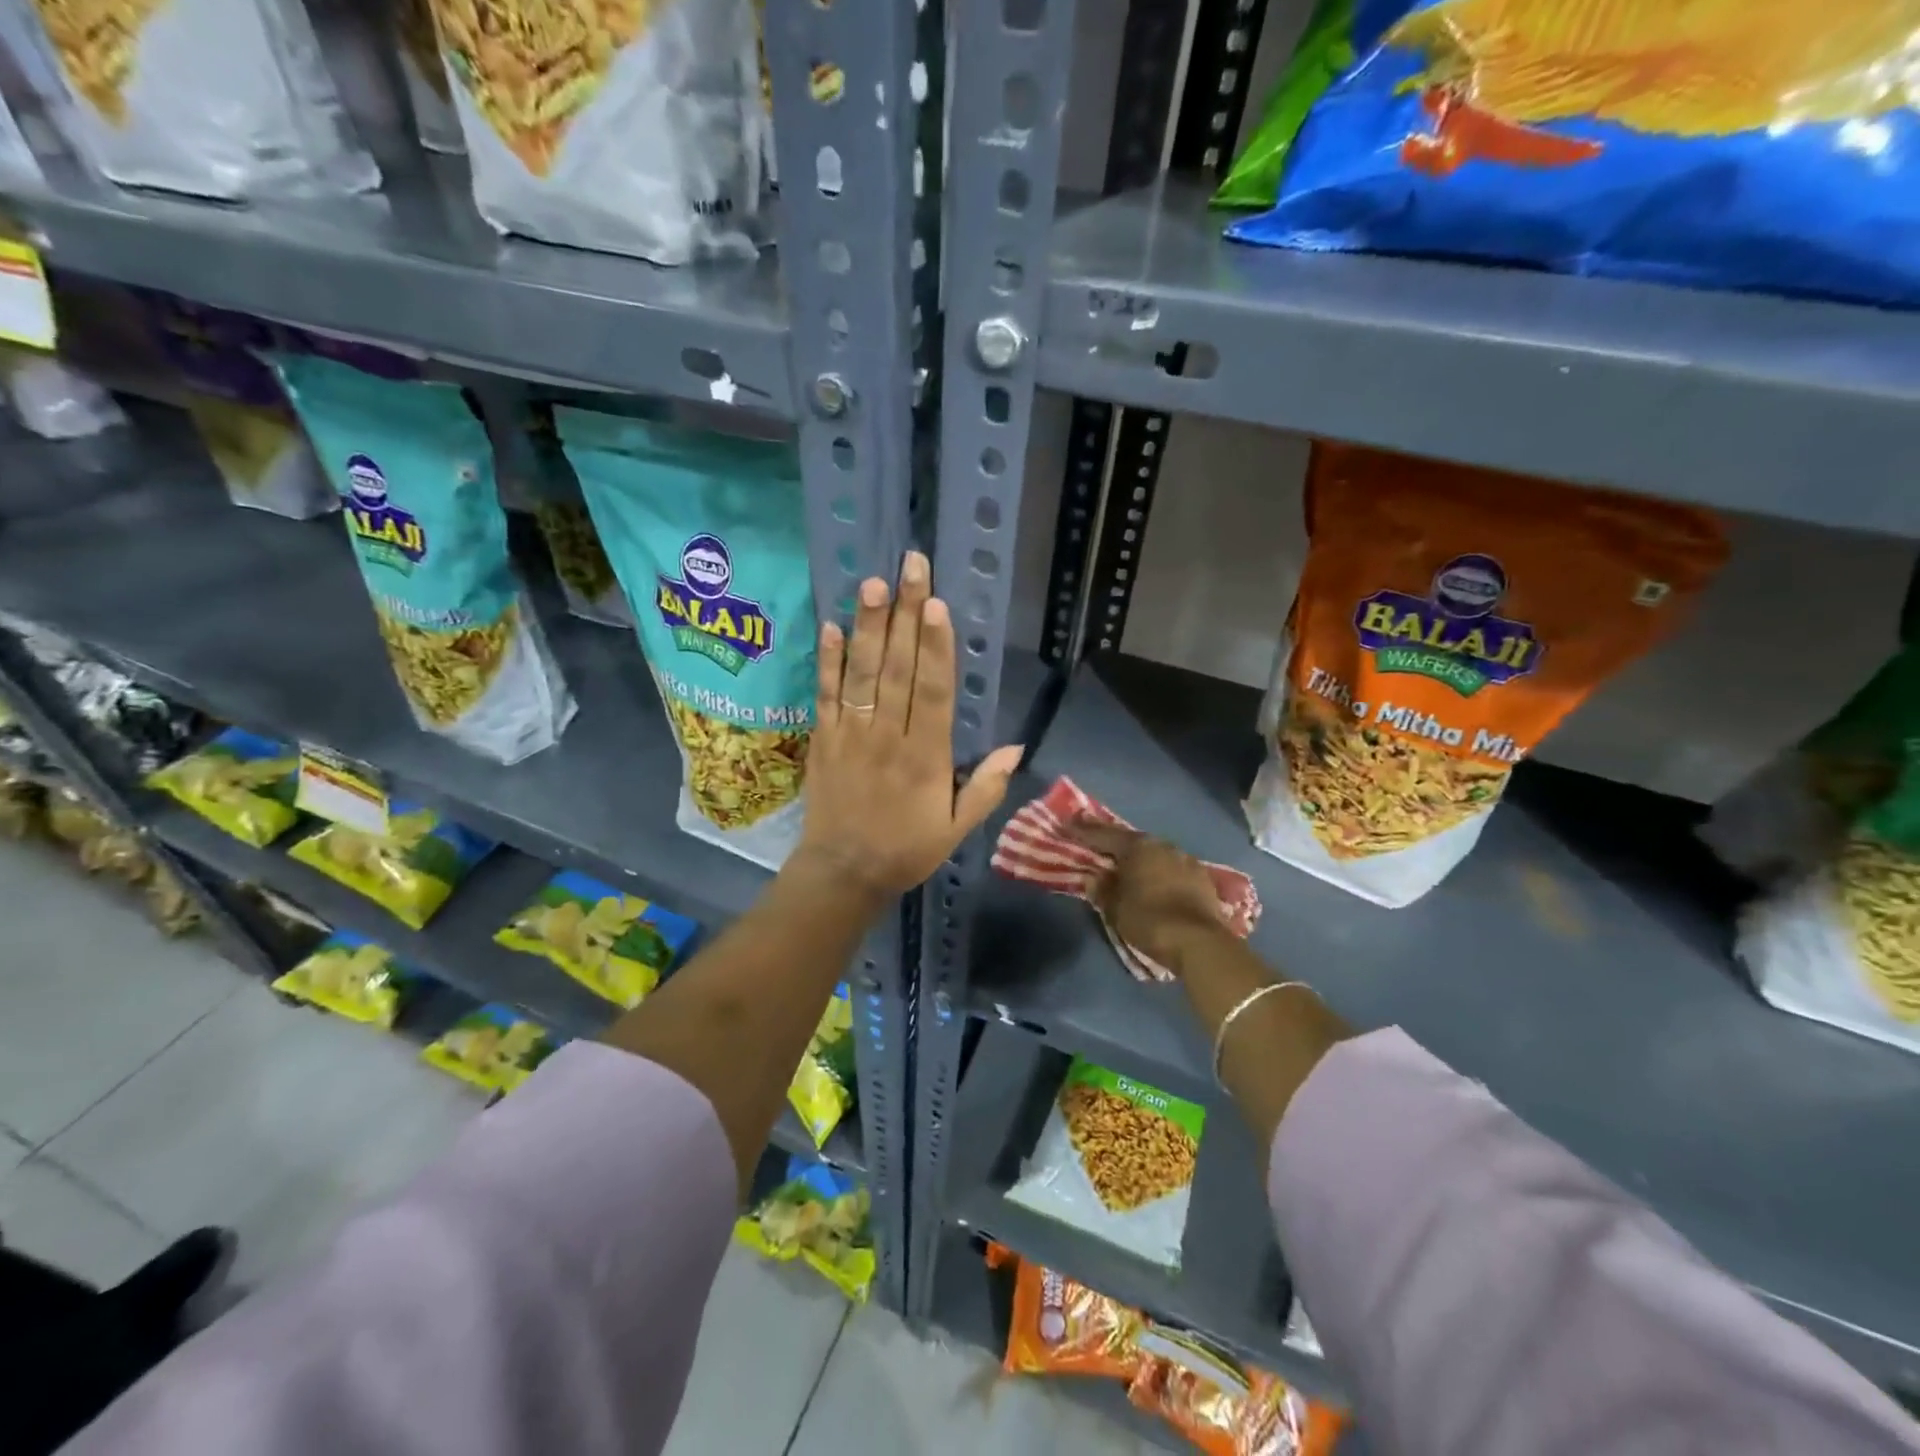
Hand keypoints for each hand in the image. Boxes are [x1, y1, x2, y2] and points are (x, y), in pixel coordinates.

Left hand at [795, 550, 1022, 898]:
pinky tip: (833, 626)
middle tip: (911, 568)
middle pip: (898, 669)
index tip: (937, 605)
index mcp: (925, 757)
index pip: (932, 692)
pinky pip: (825, 694)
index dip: (936, 647)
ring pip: (862, 673)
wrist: (842, 872)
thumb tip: (1017, 748)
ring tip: (873, 585)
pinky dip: (828, 661)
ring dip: (869, 627)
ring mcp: (851, 734)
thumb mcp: (956, 829)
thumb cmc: (906, 849)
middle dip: (907, 616)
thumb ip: (985, 788)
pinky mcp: (824, 738)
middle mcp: (887, 736)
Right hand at [1067, 820, 1227, 973]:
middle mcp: (1162, 845)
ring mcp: (1186, 859)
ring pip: (1155, 854)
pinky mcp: (1202, 877)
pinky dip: (1159, 872)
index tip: (1068, 824)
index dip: (1083, 830)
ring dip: (1139, 859)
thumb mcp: (1115, 908)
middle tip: (1097, 844)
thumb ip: (1102, 889)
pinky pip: (1172, 868)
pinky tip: (1154, 881)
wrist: (1200, 942)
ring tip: (1126, 866)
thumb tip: (1094, 878)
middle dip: (1113, 843)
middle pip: (1131, 841)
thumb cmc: (1149, 920)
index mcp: (1138, 847)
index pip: (1104, 834)